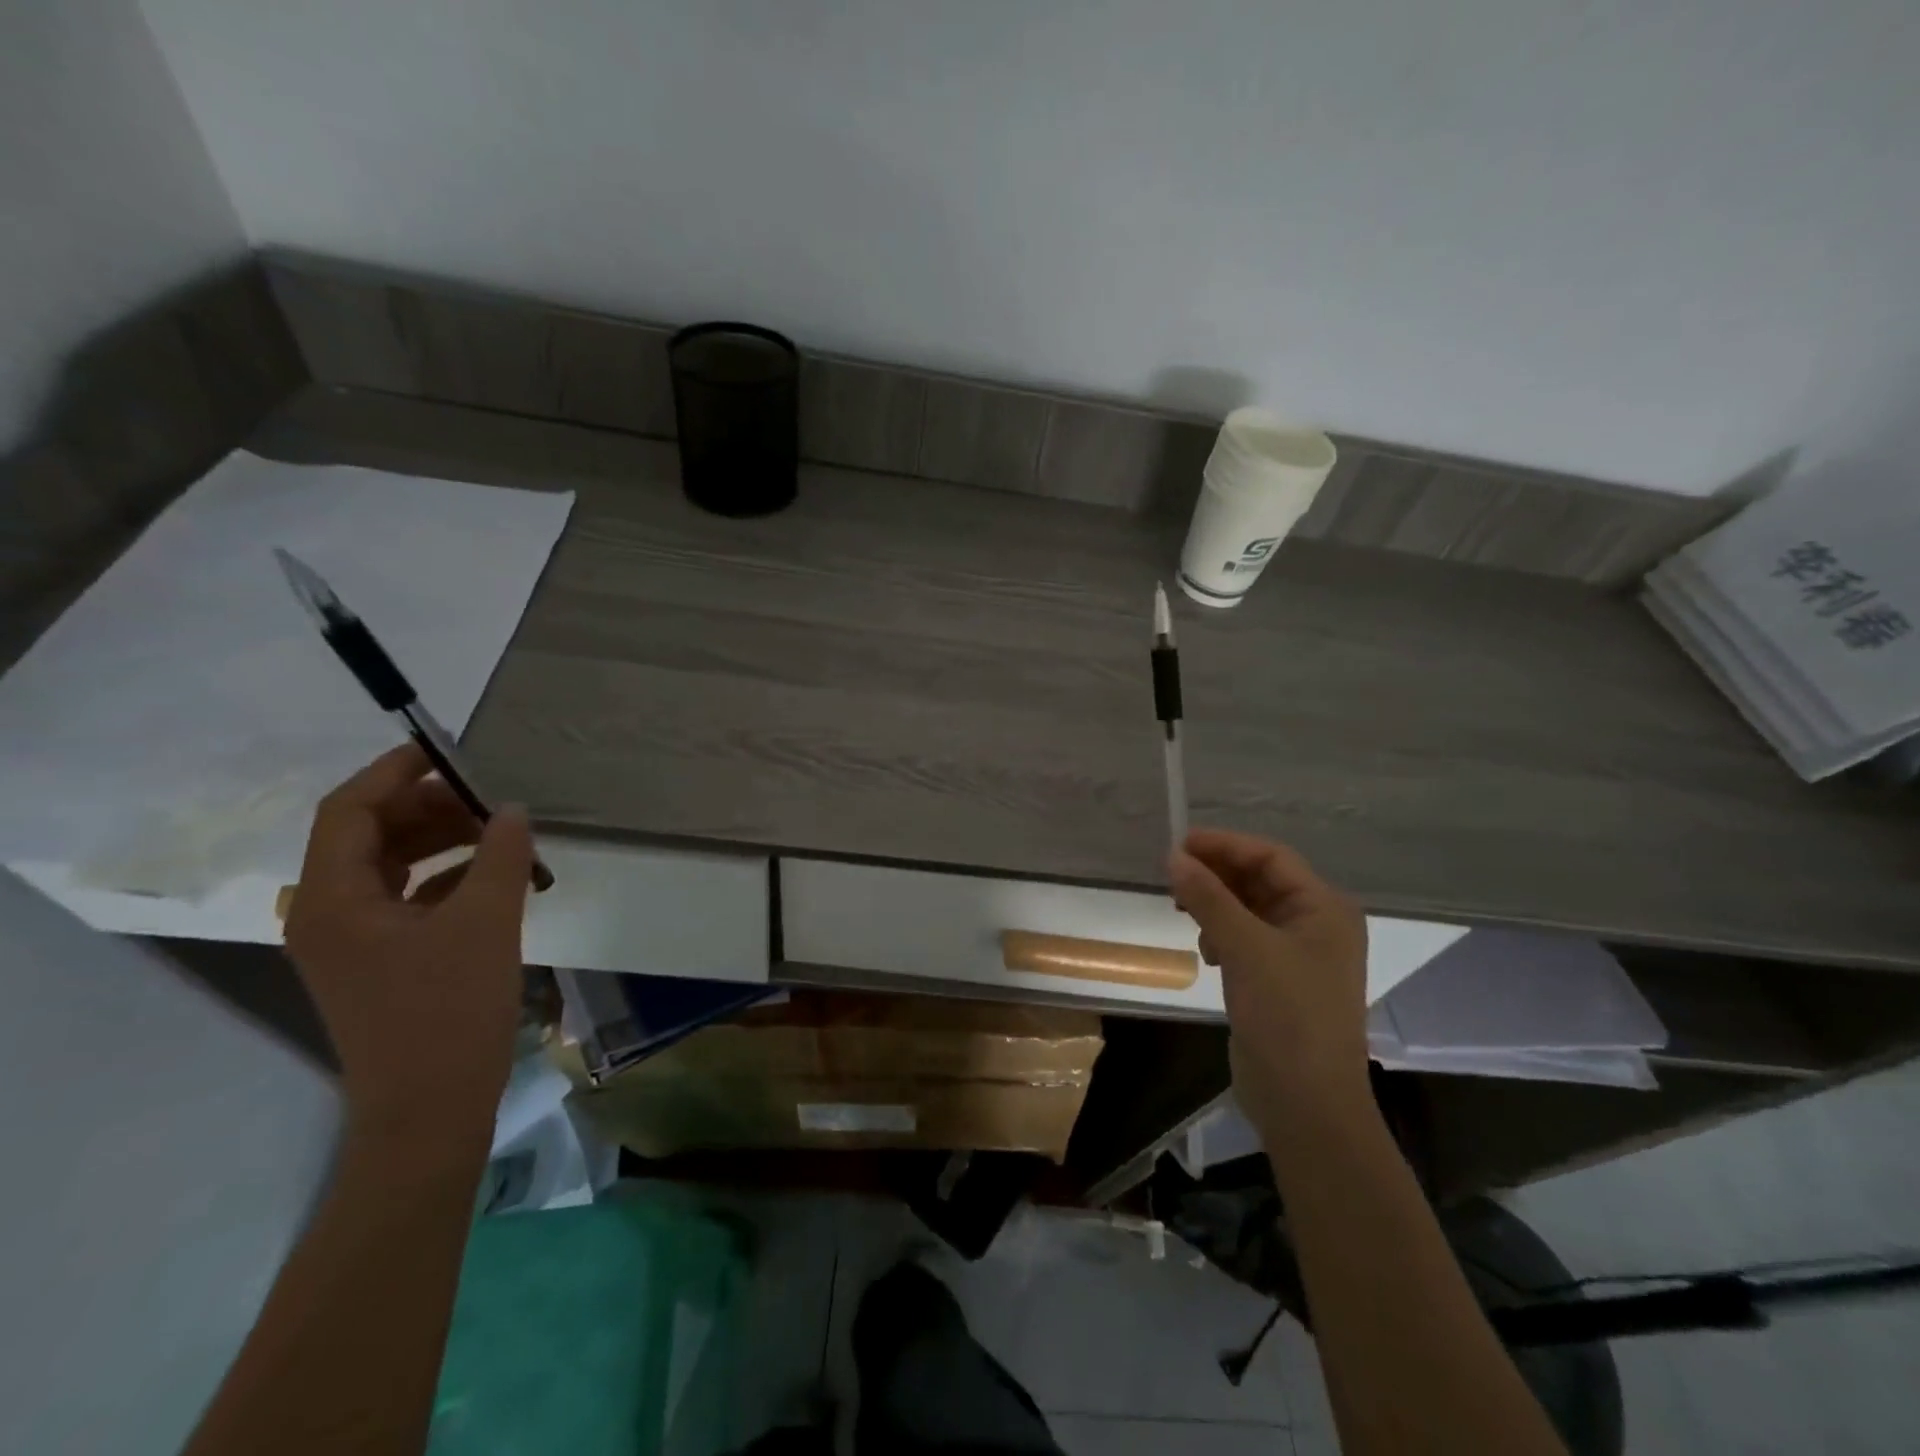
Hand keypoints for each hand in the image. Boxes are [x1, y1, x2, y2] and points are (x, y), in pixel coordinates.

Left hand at [284, 743, 534, 1138]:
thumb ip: (499, 855)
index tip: (447, 752)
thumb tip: (509, 808)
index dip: (393, 773)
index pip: (348, 811)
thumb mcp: (486, 922)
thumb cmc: (449, 1011)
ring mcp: (353, 941)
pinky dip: (447, 878)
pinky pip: (408, 899)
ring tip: (501, 836)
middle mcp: (328, 915)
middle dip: (429, 809)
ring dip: (442, 843)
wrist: (430, 1109)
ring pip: (391, 867)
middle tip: (490, 801)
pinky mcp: (381, 961)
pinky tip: (494, 877)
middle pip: (370, 836)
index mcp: (333, 901)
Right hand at [1169, 829, 1370, 1128]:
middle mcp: (1316, 924)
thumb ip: (1209, 898)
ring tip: (1181, 909)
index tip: (1178, 844)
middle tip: (1171, 876)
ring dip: (1215, 904)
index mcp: (1325, 908)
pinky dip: (1221, 934)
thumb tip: (1173, 856)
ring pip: (1248, 909)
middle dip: (1216, 875)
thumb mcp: (1246, 948)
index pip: (1270, 857)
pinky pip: (1244, 938)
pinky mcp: (1277, 980)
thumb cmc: (1288, 1015)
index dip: (1224, 845)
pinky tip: (1205, 950)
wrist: (1306, 1104)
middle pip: (1259, 880)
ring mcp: (1297, 954)